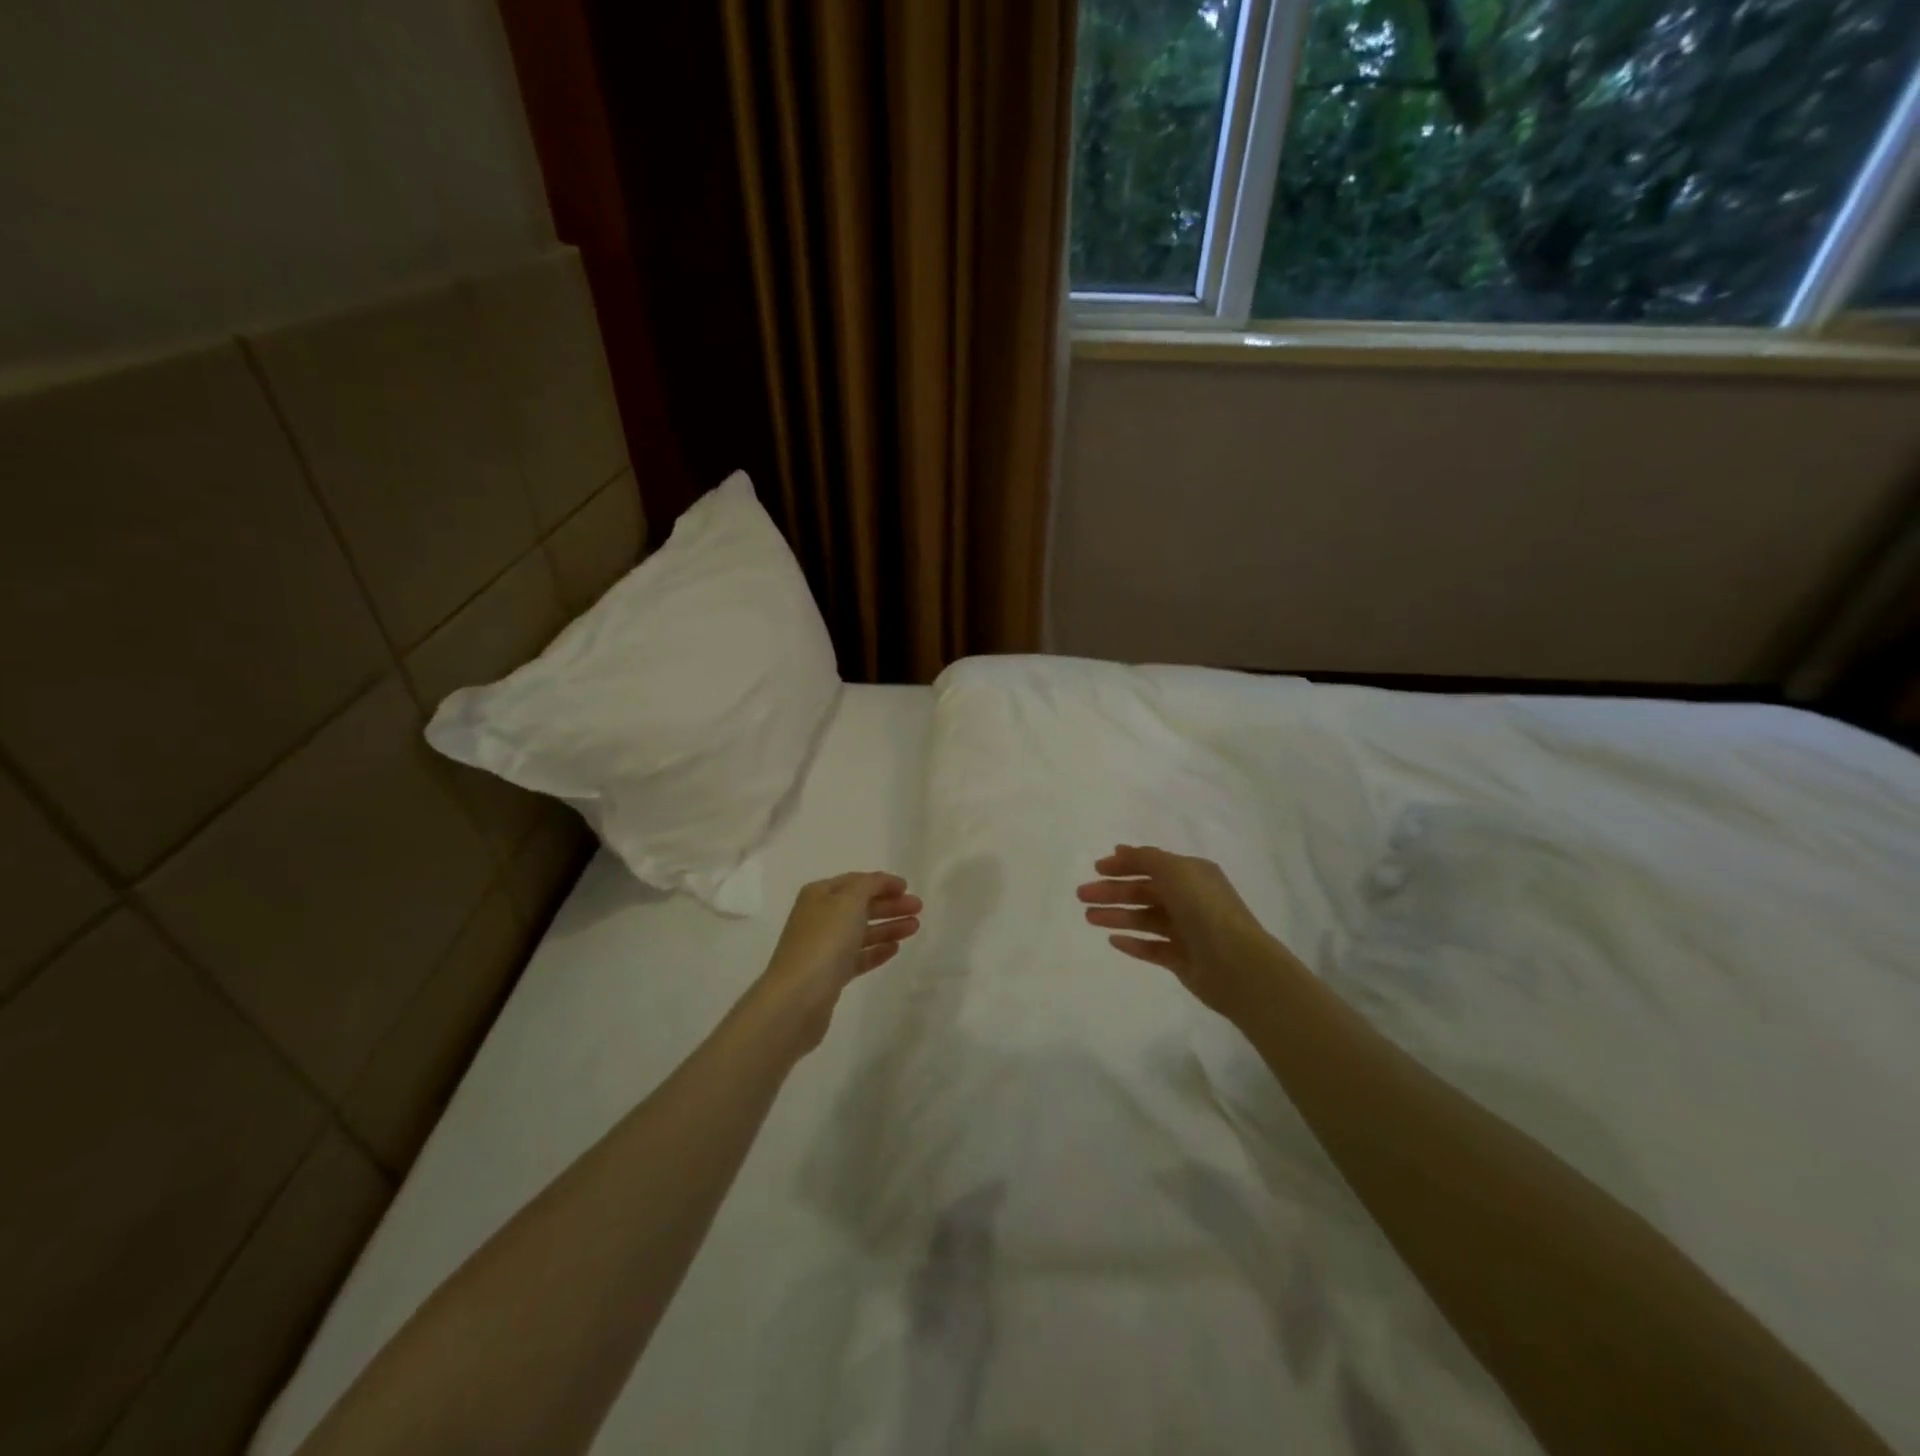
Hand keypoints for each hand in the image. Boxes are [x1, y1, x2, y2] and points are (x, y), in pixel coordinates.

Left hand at [755, 872, 920, 1052]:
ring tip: (914, 928)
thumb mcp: (849, 901)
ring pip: (861, 932)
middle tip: (918, 909)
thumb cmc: (824, 941)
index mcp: (819, 895)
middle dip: (889, 905)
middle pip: (860, 906)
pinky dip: (876, 950)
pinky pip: (858, 957)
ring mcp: (823, 948)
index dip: (882, 882)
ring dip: (888, 927)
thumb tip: (880, 881)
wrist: (798, 998)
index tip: (908, 888)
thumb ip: (869, 885)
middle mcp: (819, 918)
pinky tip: (894, 949)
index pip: (855, 882)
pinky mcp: (830, 975)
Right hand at [1077, 845, 1296, 1022]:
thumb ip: (1146, 859)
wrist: (1235, 963)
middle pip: (1144, 892)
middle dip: (1113, 891)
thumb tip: (1121, 850)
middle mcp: (1190, 900)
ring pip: (1144, 919)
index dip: (1124, 865)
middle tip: (1082, 895)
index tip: (1096, 868)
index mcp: (1192, 875)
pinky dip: (1133, 943)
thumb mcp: (1174, 871)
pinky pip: (1152, 948)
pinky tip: (1112, 940)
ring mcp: (1187, 931)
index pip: (1152, 865)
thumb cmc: (1204, 908)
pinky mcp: (1182, 960)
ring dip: (1117, 915)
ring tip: (1089, 918)